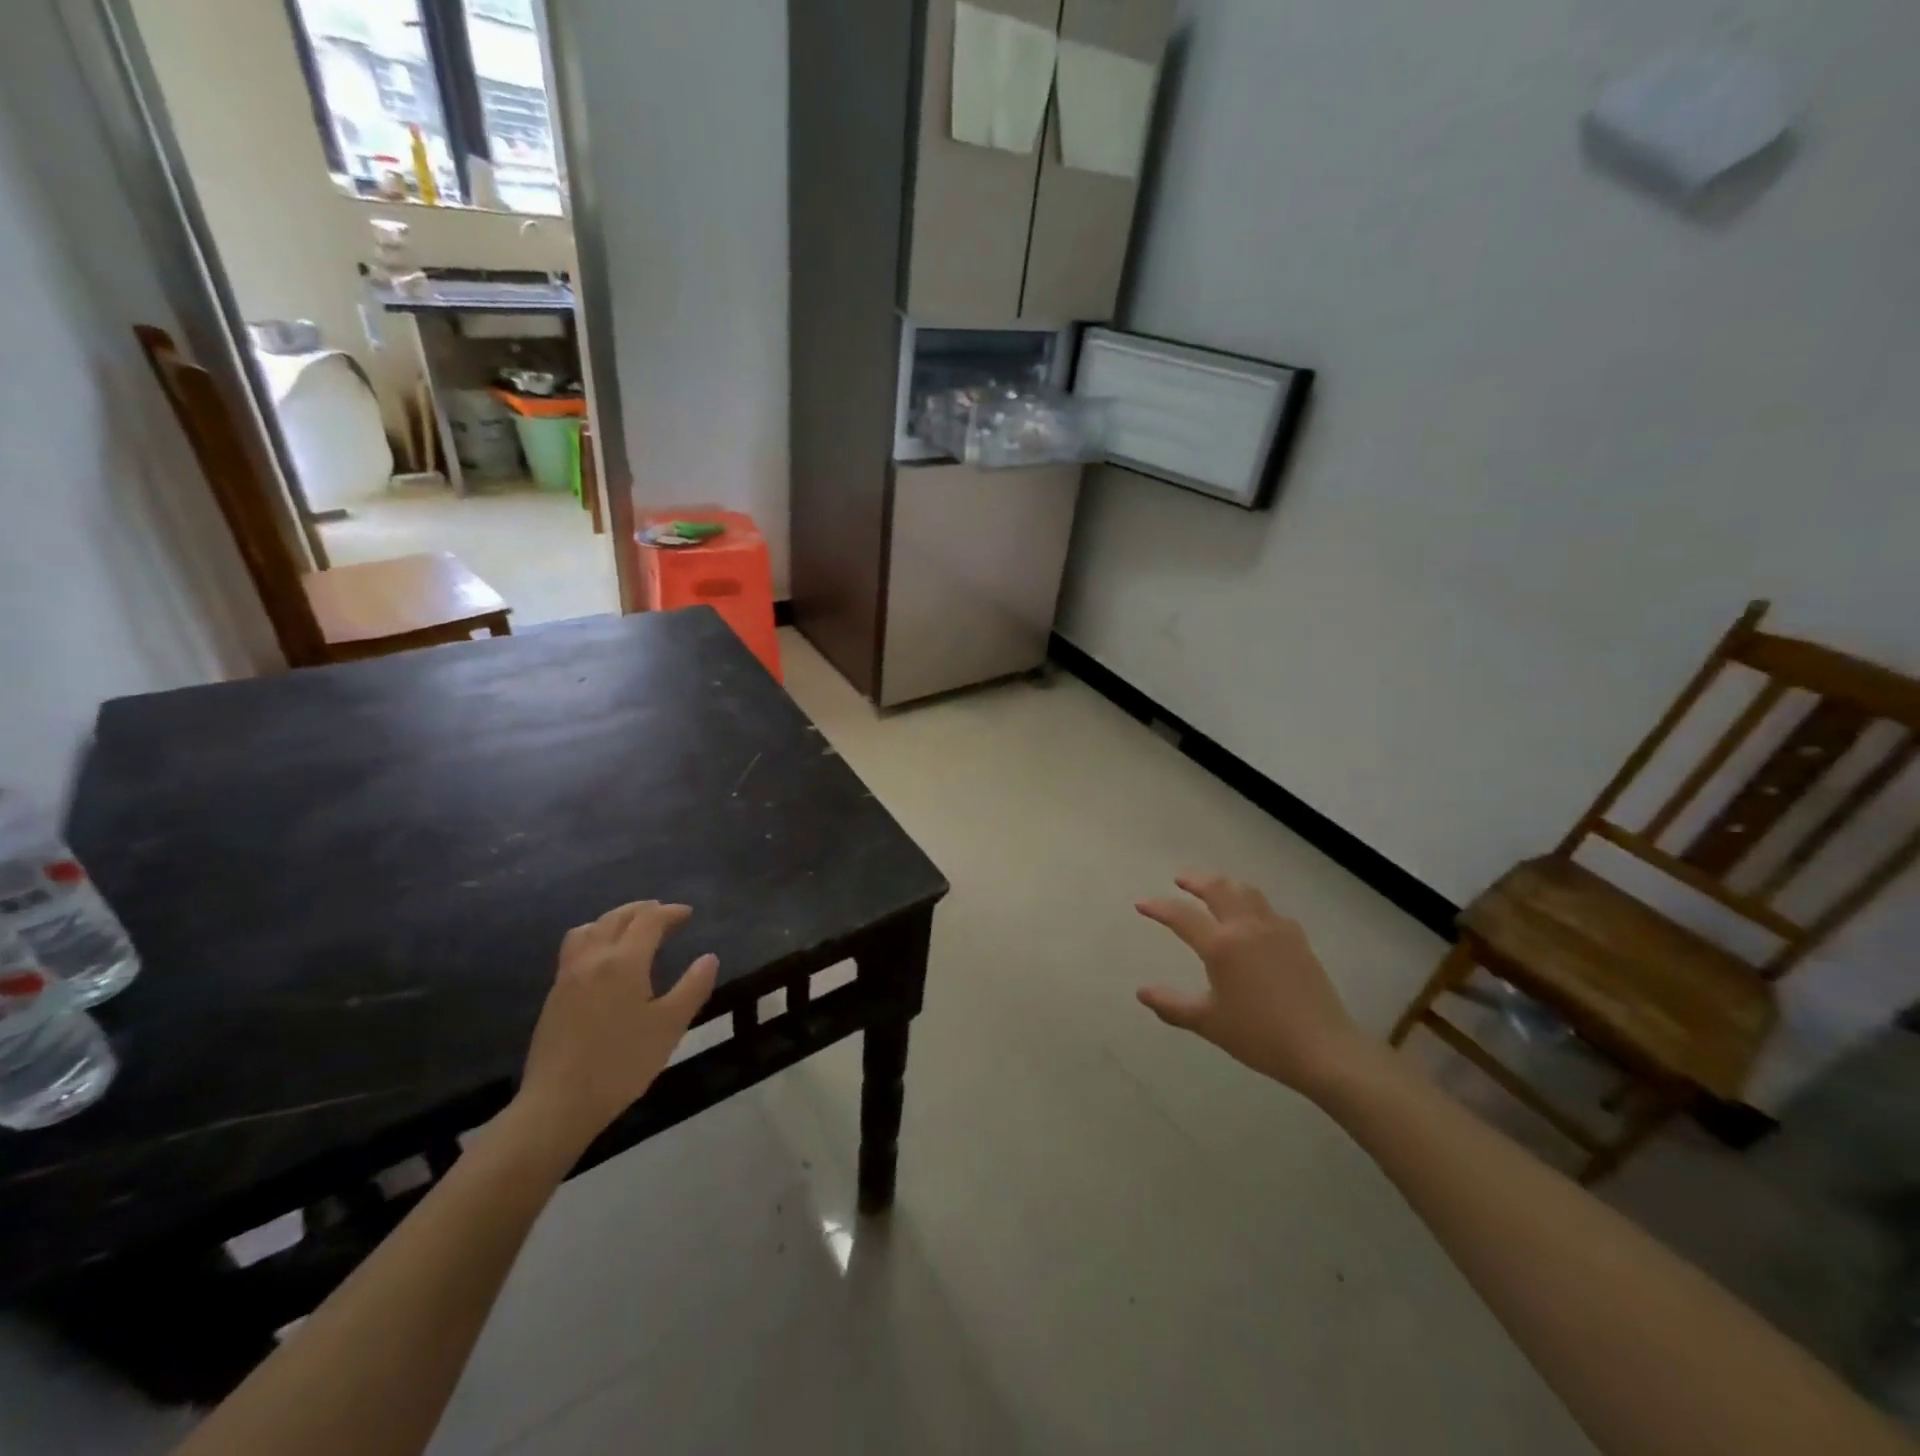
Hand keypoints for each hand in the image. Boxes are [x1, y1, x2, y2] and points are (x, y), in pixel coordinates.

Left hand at [511, 901, 717, 1153]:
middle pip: (616, 918)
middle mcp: (593, 959)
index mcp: (624, 962)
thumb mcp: (670, 1026)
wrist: (559, 1103)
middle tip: (664, 914)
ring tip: (630, 930)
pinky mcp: (554, 996)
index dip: (670, 913)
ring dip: (613, 920)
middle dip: (642, 910)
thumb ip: (693, 987)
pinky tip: (604, 961)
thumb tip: (709, 958)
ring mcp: (568, 976)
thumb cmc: (622, 1063)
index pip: (649, 921)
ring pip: (589, 929)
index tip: (688, 914)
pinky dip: (595, 938)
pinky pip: (575, 948)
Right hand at [1136, 874, 1371, 1097]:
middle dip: (1195, 881)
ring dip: (1225, 885)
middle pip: (1218, 888)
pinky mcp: (1298, 940)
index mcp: (1221, 945)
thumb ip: (1172, 1005)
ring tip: (1214, 889)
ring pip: (1246, 892)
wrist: (1323, 1049)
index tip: (1142, 904)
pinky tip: (1251, 918)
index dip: (1158, 907)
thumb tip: (1142, 993)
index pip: (1181, 916)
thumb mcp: (1208, 1023)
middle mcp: (1247, 927)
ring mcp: (1276, 930)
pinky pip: (1269, 909)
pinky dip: (1251, 903)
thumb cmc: (1259, 1036)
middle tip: (1180, 880)